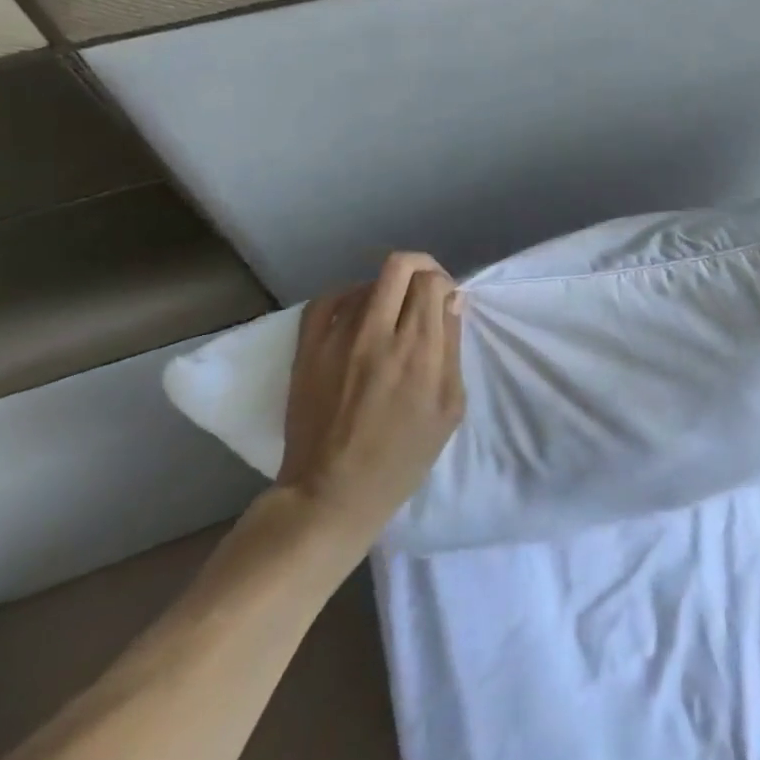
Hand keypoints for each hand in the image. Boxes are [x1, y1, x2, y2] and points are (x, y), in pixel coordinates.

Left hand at [275, 252, 465, 539]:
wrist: (331, 494)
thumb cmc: (402, 457)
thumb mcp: (449, 408)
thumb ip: (452, 348)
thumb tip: (452, 301)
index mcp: (418, 350)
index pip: (433, 282)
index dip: (444, 283)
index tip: (446, 302)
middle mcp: (378, 334)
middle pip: (400, 266)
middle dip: (420, 268)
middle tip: (424, 289)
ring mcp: (337, 339)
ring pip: (367, 281)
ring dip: (387, 289)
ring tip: (391, 313)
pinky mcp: (307, 350)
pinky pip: (326, 300)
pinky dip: (347, 296)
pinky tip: (356, 312)